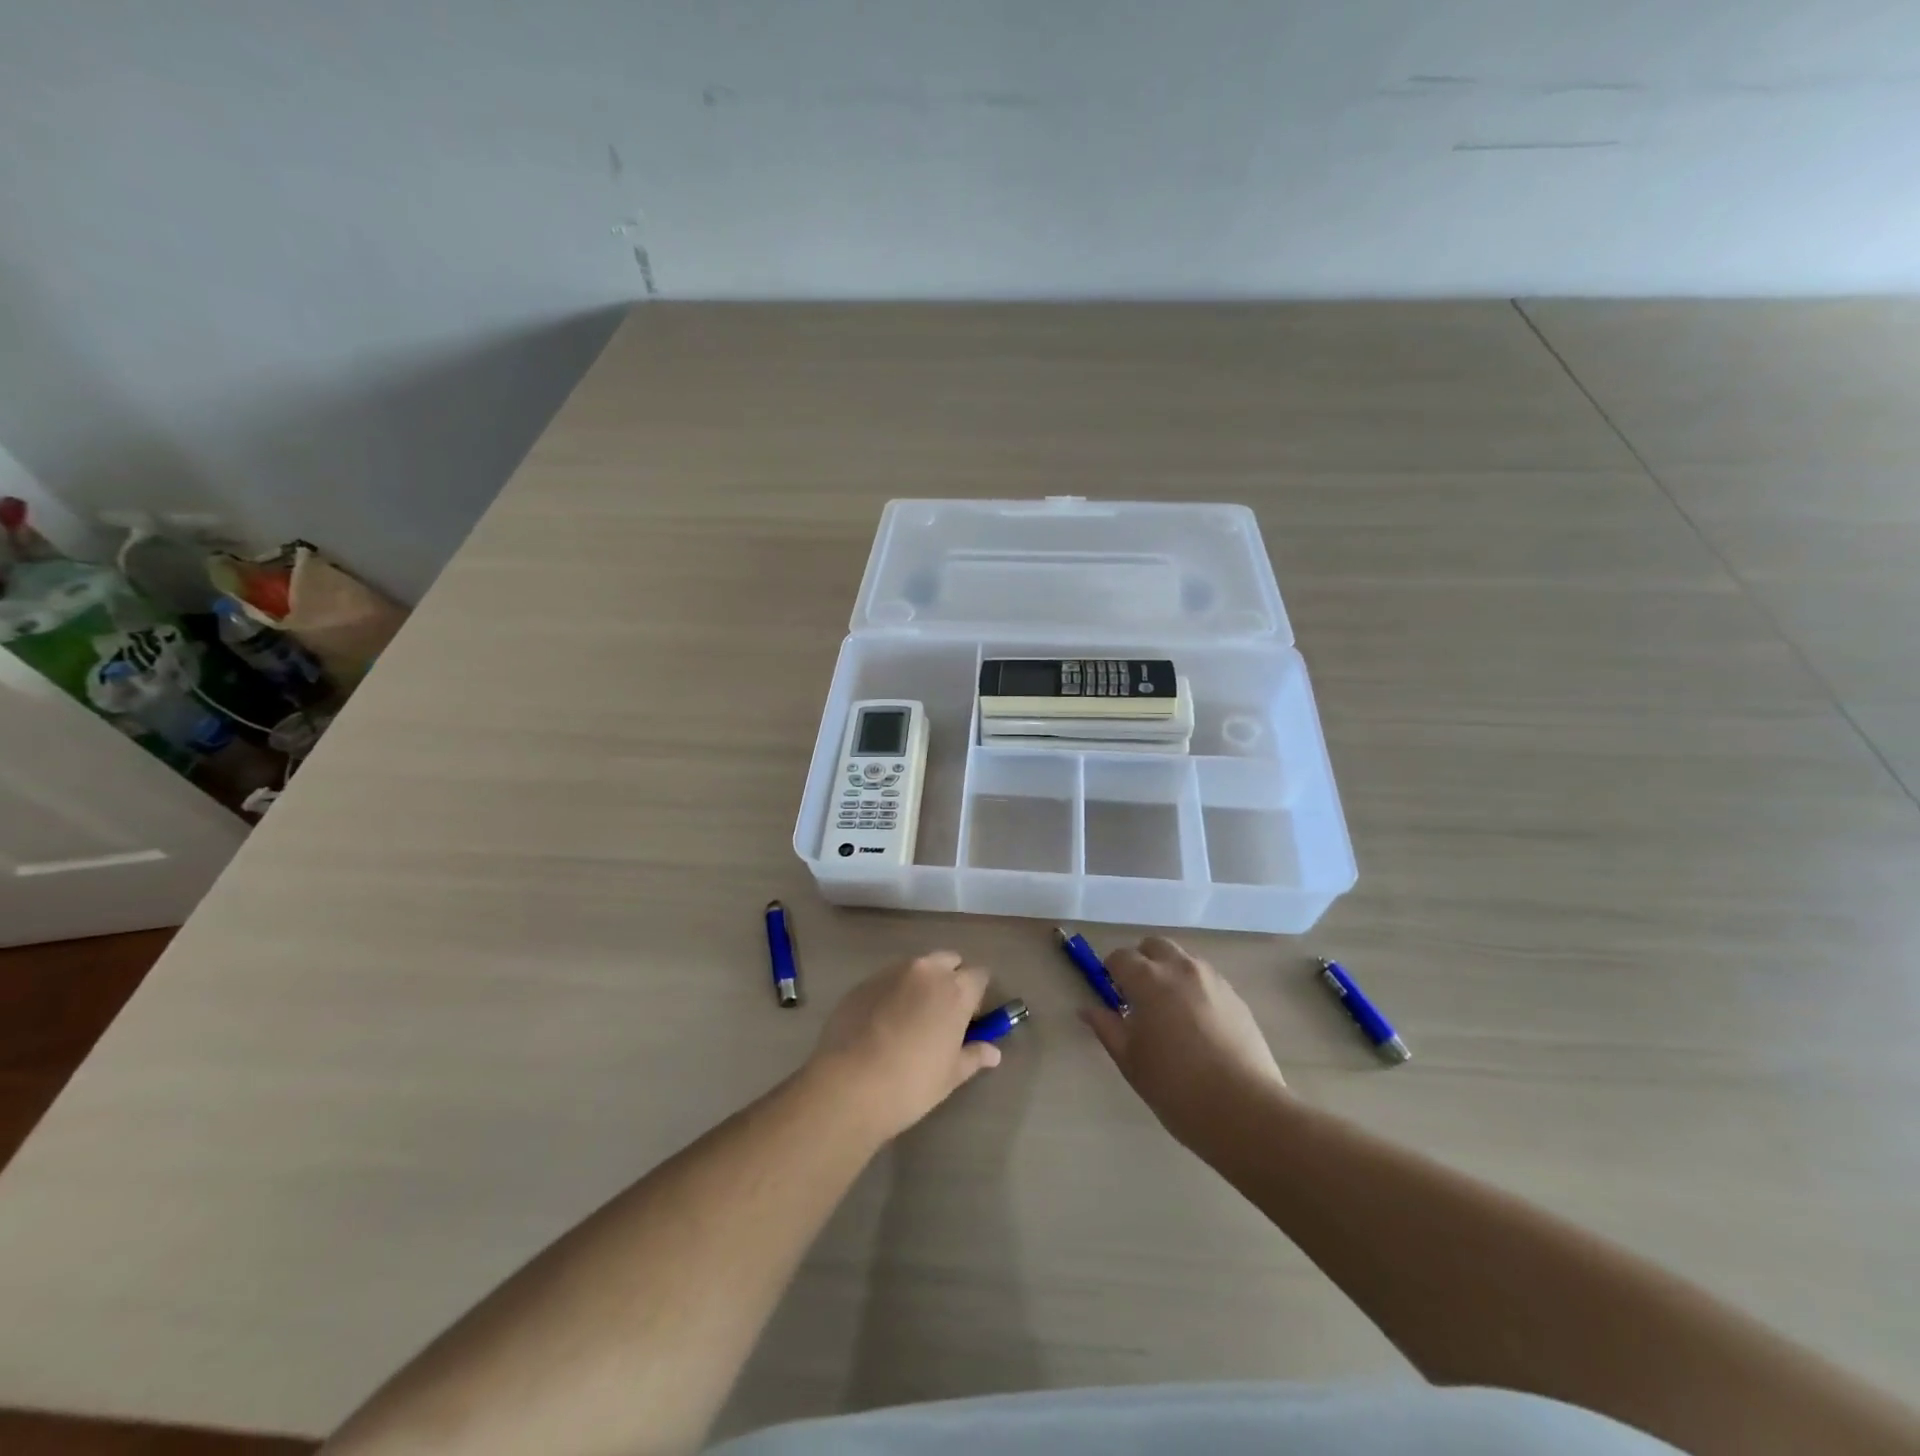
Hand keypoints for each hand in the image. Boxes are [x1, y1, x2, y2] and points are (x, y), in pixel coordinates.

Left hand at [808, 951, 1000, 1140]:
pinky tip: (882, 1024)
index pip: (979, 975)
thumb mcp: (950, 1075)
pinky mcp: (864, 981)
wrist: (849, 1085)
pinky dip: (892, 993)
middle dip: (950, 979)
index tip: (970, 1018)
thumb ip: (974, 1055)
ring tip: (909, 1019)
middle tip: (942, 1014)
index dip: (977, 995)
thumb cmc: (911, 1083)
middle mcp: (926, 971)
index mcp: (955, 990)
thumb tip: (993, 1052)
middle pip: (949, 961)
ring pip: (916, 968)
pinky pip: (888, 980)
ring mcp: (891, 972)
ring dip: (920, 984)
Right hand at [1081, 937, 1285, 1145]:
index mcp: (1148, 979)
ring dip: (1169, 972)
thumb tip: (1087, 1010)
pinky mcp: (1236, 997)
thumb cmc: (1175, 1086)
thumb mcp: (1130, 1060)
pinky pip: (1207, 980)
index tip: (1112, 996)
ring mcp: (1213, 980)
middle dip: (1142, 961)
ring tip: (1169, 1011)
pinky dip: (1194, 989)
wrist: (1244, 1109)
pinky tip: (1197, 1025)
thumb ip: (1106, 1028)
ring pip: (1183, 960)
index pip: (1120, 957)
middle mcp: (1181, 969)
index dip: (1111, 972)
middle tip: (1138, 996)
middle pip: (1154, 946)